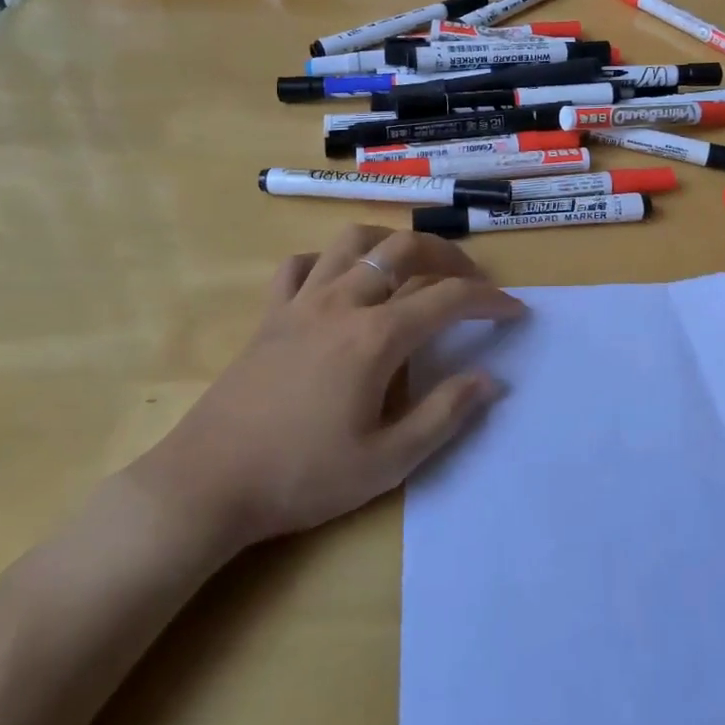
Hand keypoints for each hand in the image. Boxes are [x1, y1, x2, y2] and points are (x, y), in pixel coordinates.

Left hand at [132, 224, 524, 560]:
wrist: (208, 483)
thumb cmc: (302, 477)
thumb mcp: (386, 462)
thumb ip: (444, 415)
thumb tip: (490, 379)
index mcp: (376, 336)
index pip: (447, 298)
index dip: (489, 300)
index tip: (515, 311)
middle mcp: (343, 302)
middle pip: (404, 249)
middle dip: (448, 257)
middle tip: (472, 281)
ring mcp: (301, 302)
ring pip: (353, 241)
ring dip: (391, 243)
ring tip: (412, 265)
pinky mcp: (270, 314)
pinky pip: (300, 265)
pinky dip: (327, 261)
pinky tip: (338, 282)